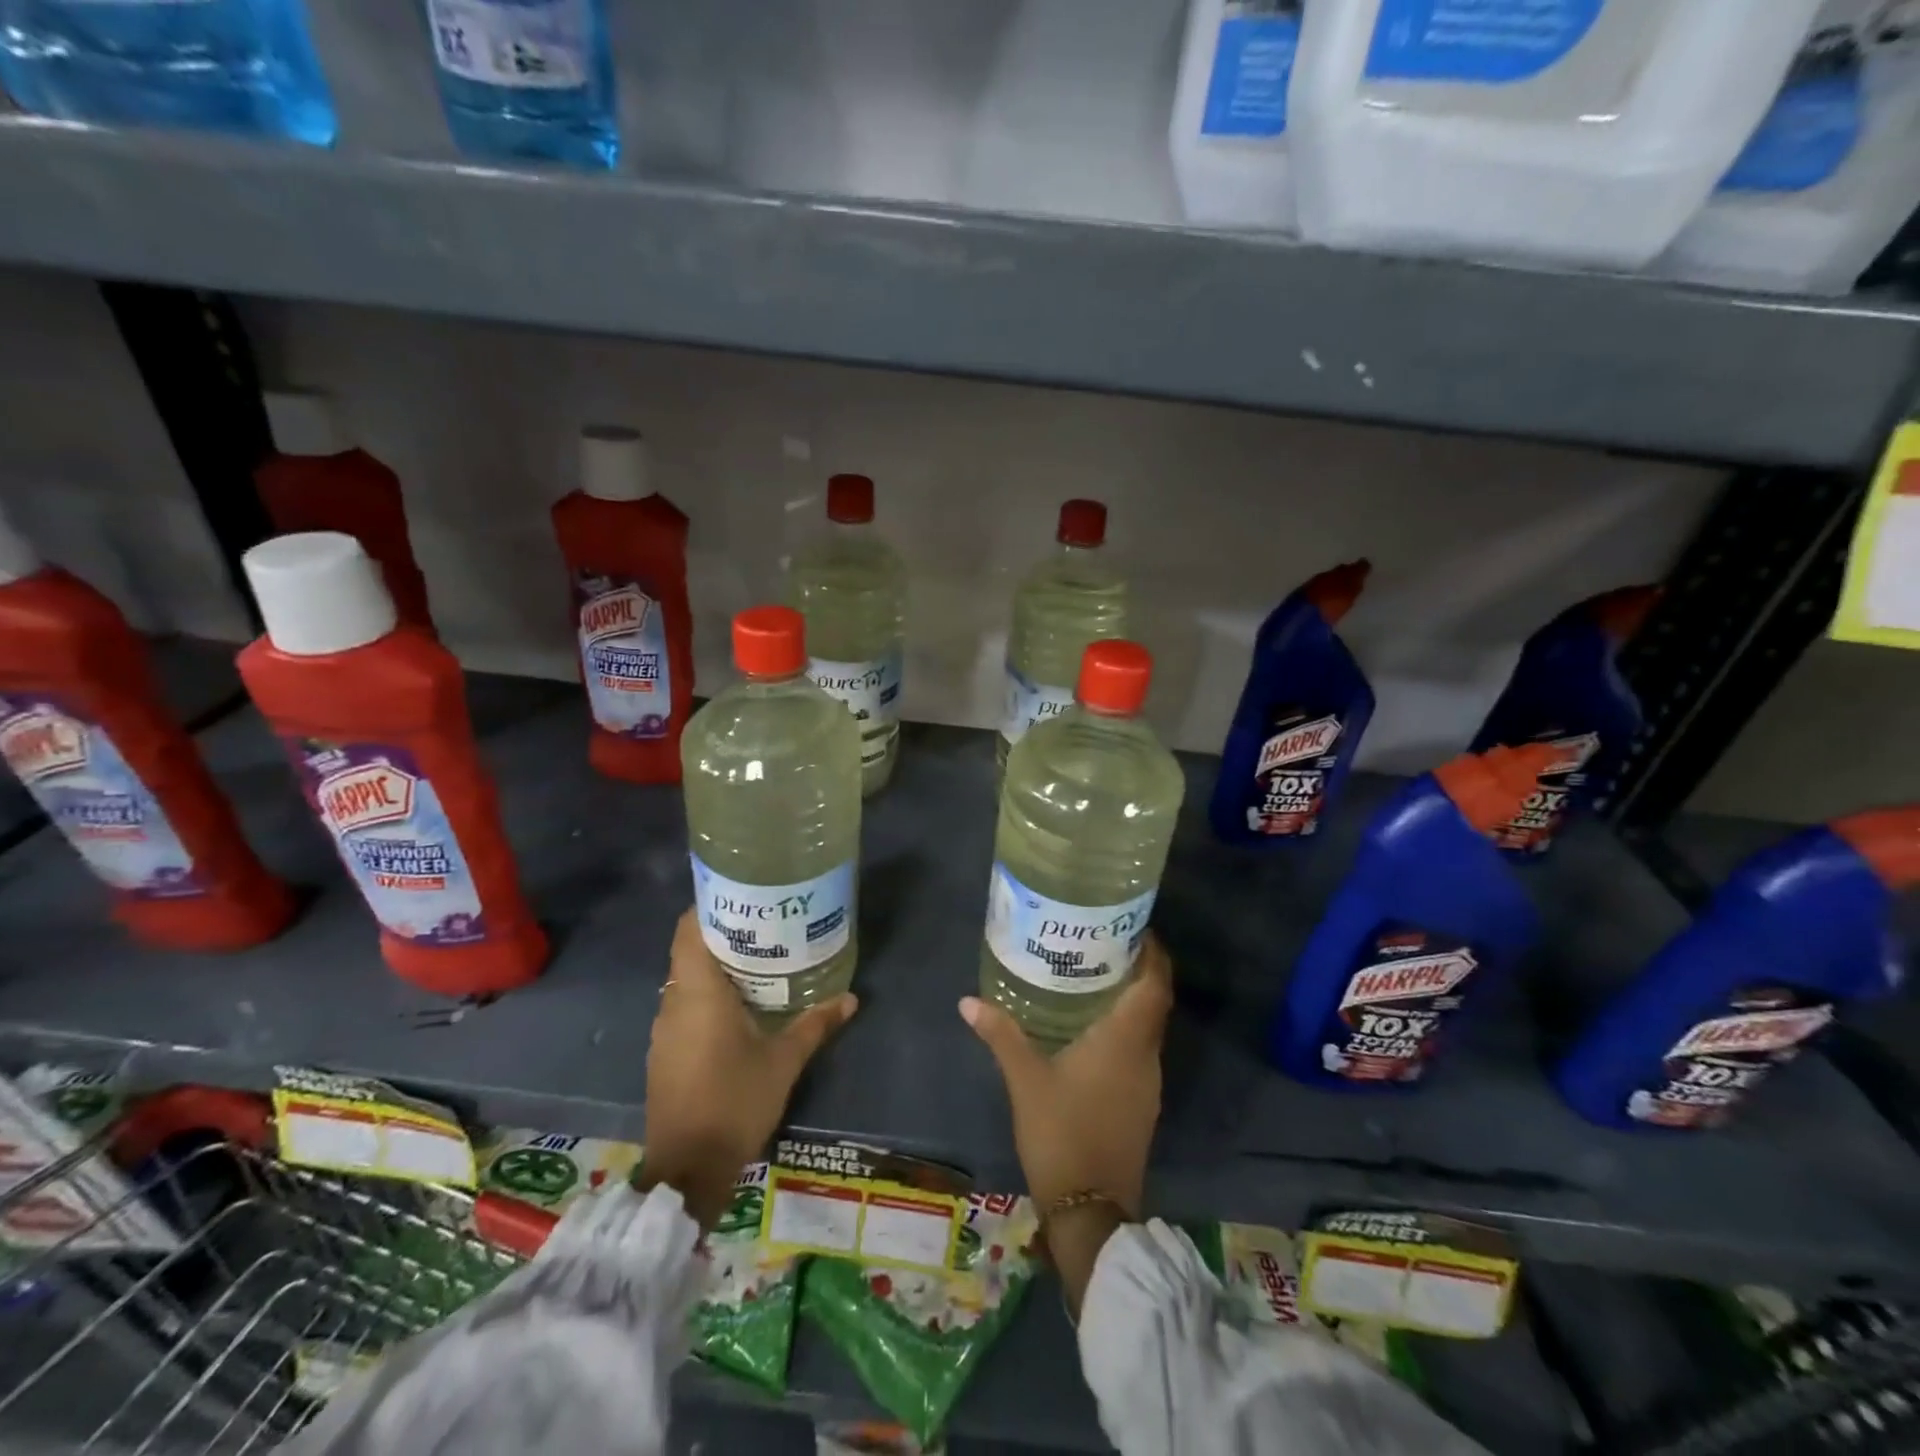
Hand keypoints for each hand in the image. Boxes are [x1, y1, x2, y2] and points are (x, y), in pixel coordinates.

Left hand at [640, 908, 857, 1225]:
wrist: (688, 1170)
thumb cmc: (735, 1102)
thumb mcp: (783, 1061)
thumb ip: (815, 1024)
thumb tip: (850, 997)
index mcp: (697, 992)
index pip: (688, 929)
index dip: (709, 906)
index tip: (742, 897)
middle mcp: (673, 1003)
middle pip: (690, 951)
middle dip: (723, 935)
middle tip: (765, 926)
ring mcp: (664, 1030)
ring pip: (686, 981)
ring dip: (715, 968)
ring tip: (758, 960)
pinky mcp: (664, 1053)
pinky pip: (684, 1008)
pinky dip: (707, 997)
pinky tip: (738, 1007)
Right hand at [960, 934, 1172, 1311]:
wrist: (1090, 1211)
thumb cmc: (1062, 1134)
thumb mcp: (1025, 1080)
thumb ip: (1001, 1035)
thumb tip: (968, 1000)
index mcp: (1126, 1041)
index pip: (1155, 985)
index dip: (1152, 953)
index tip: (1134, 927)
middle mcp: (1146, 1056)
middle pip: (1153, 1002)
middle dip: (1136, 970)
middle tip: (1102, 943)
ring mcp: (1147, 1084)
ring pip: (1147, 1028)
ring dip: (1130, 1001)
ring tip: (1093, 976)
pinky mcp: (1141, 1104)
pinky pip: (1139, 1051)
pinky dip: (1124, 1030)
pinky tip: (1092, 1029)